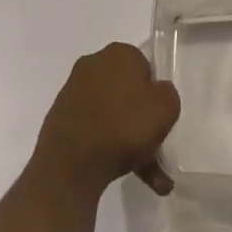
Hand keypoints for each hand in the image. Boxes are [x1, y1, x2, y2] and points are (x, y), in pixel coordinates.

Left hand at [32, 42, 181, 196]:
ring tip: (150, 178)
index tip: (160, 116)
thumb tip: (157, 93)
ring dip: (130, 141)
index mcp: (119, 52)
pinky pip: (95, 129)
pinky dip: (110, 148)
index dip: (155, 93)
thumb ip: (168, 94)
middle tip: (156, 149)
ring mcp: (74, 91)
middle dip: (142, 121)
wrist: (71, 162)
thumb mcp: (166, 107)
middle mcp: (94, 64)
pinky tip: (127, 174)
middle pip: (128, 91)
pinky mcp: (62, 117)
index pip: (146, 66)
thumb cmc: (123, 126)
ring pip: (113, 115)